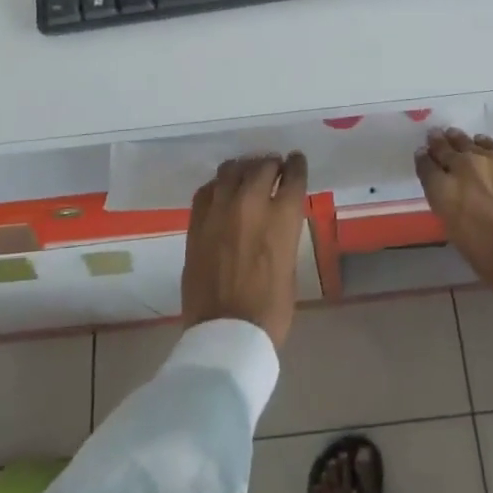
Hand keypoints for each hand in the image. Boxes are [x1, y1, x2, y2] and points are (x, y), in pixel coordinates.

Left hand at [182, 153, 309, 350]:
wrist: (227, 332)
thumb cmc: (270, 308)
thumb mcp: (290, 264)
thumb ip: (283, 232)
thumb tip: (276, 219)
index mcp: (283, 218)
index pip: (293, 175)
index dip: (296, 165)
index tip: (296, 160)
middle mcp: (251, 204)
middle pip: (262, 166)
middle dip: (271, 164)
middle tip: (273, 166)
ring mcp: (219, 211)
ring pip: (231, 170)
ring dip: (243, 169)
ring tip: (246, 174)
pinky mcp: (196, 222)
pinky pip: (206, 190)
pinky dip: (218, 186)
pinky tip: (222, 191)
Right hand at [415, 129, 492, 293]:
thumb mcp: (460, 237)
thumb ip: (452, 207)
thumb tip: (456, 194)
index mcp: (445, 192)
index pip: (426, 167)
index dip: (424, 159)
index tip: (424, 154)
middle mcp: (467, 167)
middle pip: (448, 149)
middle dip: (441, 144)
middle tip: (437, 136)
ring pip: (477, 144)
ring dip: (467, 144)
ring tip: (462, 139)